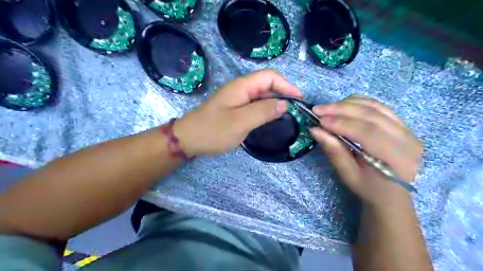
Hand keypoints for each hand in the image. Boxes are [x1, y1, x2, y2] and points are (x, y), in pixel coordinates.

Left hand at [174, 70, 300, 156]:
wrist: (189, 139)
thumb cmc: (213, 130)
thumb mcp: (240, 122)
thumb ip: (263, 111)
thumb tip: (285, 104)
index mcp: (242, 86)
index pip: (270, 76)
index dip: (287, 85)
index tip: (299, 100)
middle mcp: (241, 89)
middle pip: (267, 84)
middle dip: (283, 93)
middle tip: (296, 110)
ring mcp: (237, 99)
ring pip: (262, 95)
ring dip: (276, 102)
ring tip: (288, 115)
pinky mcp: (235, 108)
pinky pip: (255, 105)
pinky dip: (266, 109)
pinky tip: (271, 118)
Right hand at [310, 95, 423, 205]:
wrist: (391, 194)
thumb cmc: (369, 188)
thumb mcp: (348, 175)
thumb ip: (334, 151)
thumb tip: (315, 130)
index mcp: (397, 158)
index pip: (368, 133)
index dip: (342, 124)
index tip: (319, 120)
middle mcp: (407, 140)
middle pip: (372, 115)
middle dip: (341, 110)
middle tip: (318, 109)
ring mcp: (407, 129)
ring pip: (375, 107)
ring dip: (348, 104)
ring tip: (327, 108)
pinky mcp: (402, 124)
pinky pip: (378, 107)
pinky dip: (358, 103)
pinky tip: (342, 106)